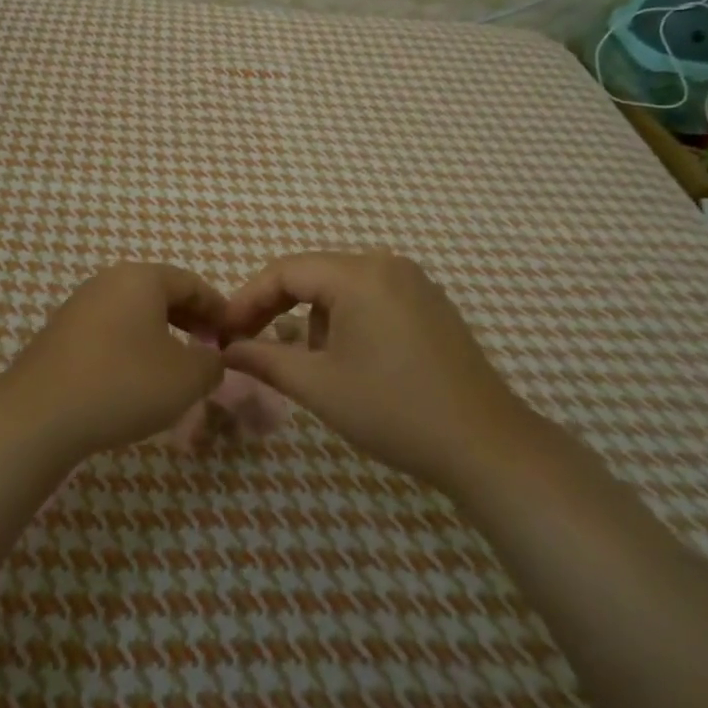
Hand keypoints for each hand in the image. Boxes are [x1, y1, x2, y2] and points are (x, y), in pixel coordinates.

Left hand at [0, 263, 228, 462]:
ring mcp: (79, 306)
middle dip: (190, 319)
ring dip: (160, 334)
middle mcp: (108, 281)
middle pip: (161, 293)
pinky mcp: (60, 334)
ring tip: (175, 366)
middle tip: (209, 348)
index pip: (192, 283)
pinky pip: (109, 331)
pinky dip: (132, 346)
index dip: (218, 308)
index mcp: (142, 278)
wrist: (39, 416)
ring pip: (133, 313)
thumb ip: (212, 363)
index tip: (235, 333)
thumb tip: (212, 358)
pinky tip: (136, 378)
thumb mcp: (187, 378)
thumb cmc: (124, 384)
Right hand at [220, 251, 537, 492]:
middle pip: (313, 274)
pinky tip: (347, 358)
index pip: (285, 271)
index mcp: (359, 274)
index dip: (248, 299)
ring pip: (341, 287)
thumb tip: (227, 349)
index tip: (224, 332)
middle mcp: (386, 264)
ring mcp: (413, 282)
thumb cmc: (393, 410)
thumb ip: (265, 359)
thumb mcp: (319, 386)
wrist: (483, 444)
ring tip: (306, 363)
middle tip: (248, 342)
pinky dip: (345, 320)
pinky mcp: (429, 303)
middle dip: (277, 308)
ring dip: (313, 318)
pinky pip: (370, 297)